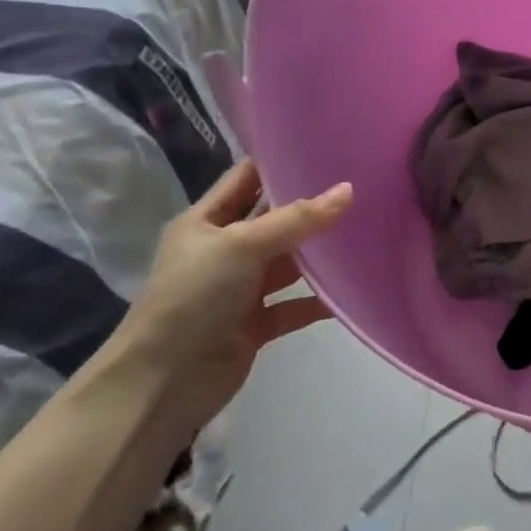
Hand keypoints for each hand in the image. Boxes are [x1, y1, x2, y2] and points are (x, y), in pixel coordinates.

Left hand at [111, 161, 352, 435]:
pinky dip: (319, 300)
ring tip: (367, 233)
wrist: (163, 382)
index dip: (280, 162)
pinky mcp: (256, 323)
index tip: (326, 148)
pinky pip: (294, 305)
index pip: (246, 179)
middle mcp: (224, 251)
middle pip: (274, 220)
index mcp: (205, 222)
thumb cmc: (193, 297)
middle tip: (362, 187)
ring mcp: (240, 289)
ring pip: (288, 263)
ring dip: (320, 255)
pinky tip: (352, 290)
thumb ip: (297, 219)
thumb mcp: (242, 245)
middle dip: (312, 207)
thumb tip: (349, 190)